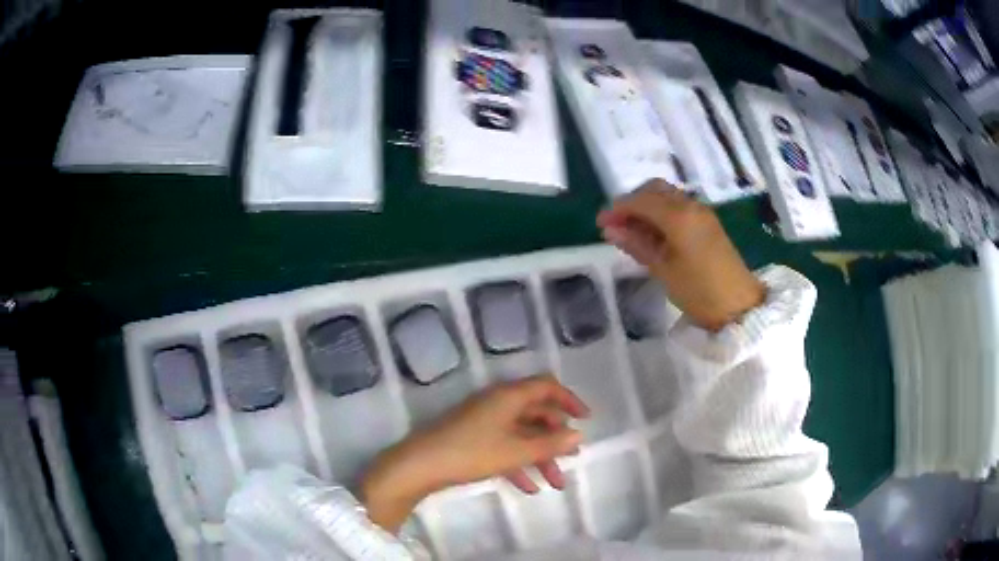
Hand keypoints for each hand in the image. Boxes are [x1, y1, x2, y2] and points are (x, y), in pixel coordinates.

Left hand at [361, 374, 589, 532]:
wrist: (421, 466)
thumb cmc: (471, 452)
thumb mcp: (515, 451)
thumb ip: (549, 444)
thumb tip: (578, 435)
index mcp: (509, 396)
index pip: (546, 387)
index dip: (569, 400)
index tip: (586, 420)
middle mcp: (498, 403)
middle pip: (536, 414)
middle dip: (556, 439)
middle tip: (572, 458)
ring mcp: (484, 421)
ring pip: (521, 434)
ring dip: (539, 457)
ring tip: (555, 483)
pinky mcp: (473, 438)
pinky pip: (503, 446)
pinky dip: (518, 464)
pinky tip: (527, 488)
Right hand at [597, 180, 765, 331]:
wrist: (738, 306)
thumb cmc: (698, 291)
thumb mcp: (663, 269)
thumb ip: (636, 244)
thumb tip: (610, 229)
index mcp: (678, 216)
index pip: (640, 200)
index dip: (617, 208)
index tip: (600, 223)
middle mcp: (690, 205)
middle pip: (654, 190)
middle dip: (632, 202)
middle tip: (616, 224)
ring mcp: (701, 213)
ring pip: (667, 196)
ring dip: (647, 206)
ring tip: (631, 231)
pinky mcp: (708, 223)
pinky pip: (679, 207)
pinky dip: (661, 213)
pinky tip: (653, 233)